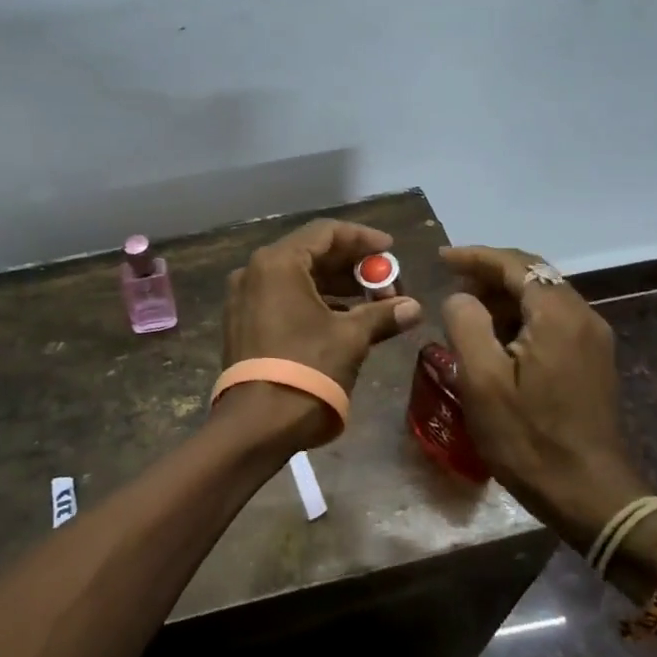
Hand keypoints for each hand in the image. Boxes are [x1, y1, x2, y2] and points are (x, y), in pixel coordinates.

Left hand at [220, 218, 423, 445]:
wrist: (257, 423)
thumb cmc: (307, 369)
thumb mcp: (351, 338)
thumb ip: (382, 314)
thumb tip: (414, 308)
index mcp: (278, 263)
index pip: (326, 232)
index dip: (363, 239)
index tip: (391, 250)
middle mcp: (254, 271)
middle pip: (310, 253)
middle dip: (352, 265)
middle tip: (386, 281)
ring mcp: (243, 298)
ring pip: (296, 277)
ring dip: (335, 285)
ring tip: (371, 301)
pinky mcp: (242, 322)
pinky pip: (282, 298)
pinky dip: (313, 301)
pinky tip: (342, 318)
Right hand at [439, 246, 654, 551]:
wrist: (591, 496)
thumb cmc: (529, 439)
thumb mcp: (482, 382)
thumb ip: (467, 325)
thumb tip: (461, 297)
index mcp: (558, 316)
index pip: (516, 264)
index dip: (475, 256)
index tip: (440, 258)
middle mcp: (583, 317)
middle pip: (533, 276)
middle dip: (489, 275)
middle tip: (450, 286)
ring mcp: (593, 340)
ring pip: (543, 298)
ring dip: (504, 297)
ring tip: (466, 313)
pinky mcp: (593, 361)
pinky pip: (552, 321)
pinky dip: (521, 317)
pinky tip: (497, 340)